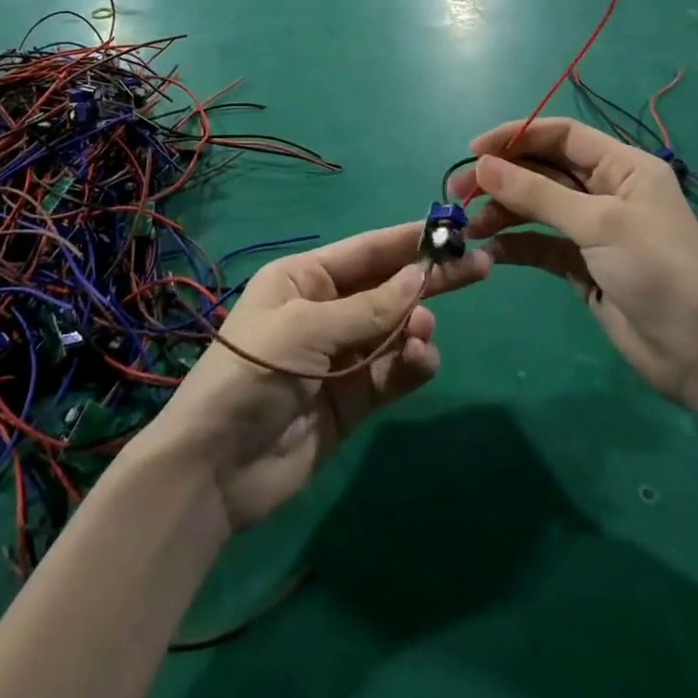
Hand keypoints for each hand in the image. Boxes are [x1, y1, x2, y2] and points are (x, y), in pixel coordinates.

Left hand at [143, 224, 488, 531]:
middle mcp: (325, 310)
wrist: (217, 467)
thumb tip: (419, 277)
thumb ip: (368, 308)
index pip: (366, 251)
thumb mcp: (307, 328)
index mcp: (304, 278)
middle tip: (481, 266)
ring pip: (395, 330)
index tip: (452, 230)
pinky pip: (393, 372)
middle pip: (388, 288)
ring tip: (420, 336)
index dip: (408, 240)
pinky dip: (412, 366)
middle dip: (429, 279)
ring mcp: (341, 356)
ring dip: (415, 328)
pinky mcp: (353, 399)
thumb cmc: (253, 373)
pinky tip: (419, 363)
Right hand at [456, 117, 697, 400]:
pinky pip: (539, 243)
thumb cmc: (657, 271)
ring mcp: (593, 228)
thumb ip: (537, 194)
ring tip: (468, 228)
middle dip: (501, 178)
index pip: (560, 135)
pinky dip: (514, 244)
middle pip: (542, 170)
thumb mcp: (598, 224)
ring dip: (502, 212)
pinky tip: (489, 251)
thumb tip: (482, 165)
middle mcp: (606, 190)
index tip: (473, 151)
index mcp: (622, 166)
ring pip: (536, 207)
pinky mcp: (582, 264)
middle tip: (457, 193)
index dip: (516, 136)